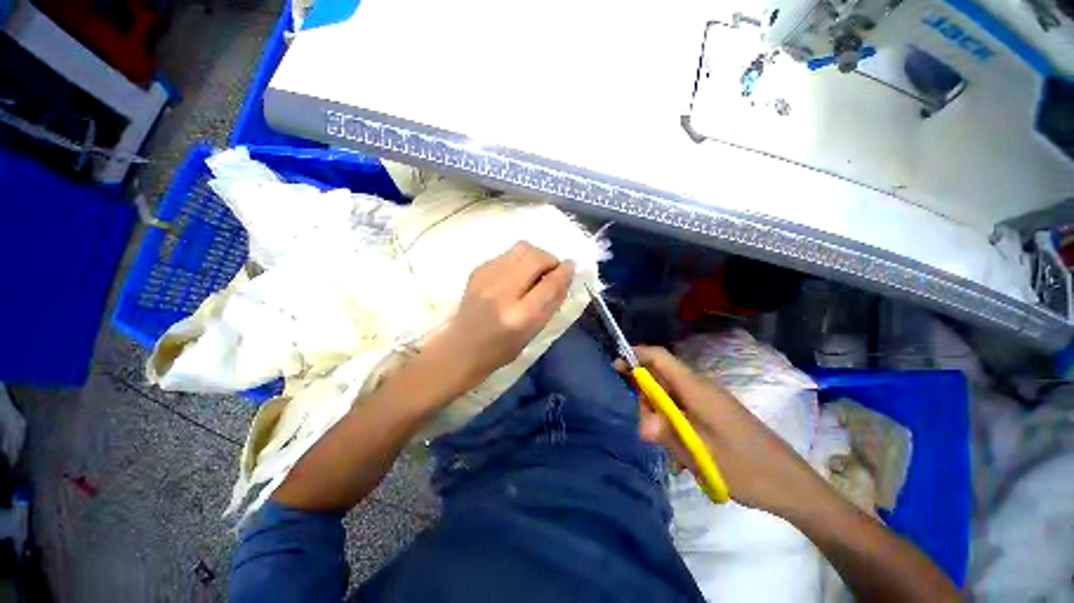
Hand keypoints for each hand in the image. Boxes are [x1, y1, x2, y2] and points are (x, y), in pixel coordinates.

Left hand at [426, 241, 574, 392]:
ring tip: (535, 270)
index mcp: (520, 317)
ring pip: (521, 248)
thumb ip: (552, 302)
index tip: (571, 266)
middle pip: (535, 258)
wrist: (462, 348)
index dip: (564, 271)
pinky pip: (507, 254)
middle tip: (551, 270)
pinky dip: (518, 260)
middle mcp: (502, 293)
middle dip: (550, 259)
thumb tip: (566, 274)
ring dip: (535, 256)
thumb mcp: (534, 332)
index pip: (549, 284)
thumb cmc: (503, 348)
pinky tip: (516, 274)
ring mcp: (486, 278)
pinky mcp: (477, 270)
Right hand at [621, 346, 824, 514]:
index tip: (616, 366)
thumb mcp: (700, 452)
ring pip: (670, 394)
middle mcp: (700, 387)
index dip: (636, 355)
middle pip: (661, 376)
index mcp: (696, 387)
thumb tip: (641, 424)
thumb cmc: (745, 466)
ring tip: (663, 443)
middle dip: (645, 394)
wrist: (791, 484)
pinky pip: (682, 407)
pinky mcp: (713, 413)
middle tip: (644, 425)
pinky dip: (672, 420)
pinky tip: (678, 446)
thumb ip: (665, 433)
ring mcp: (708, 400)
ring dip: (659, 412)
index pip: (659, 357)